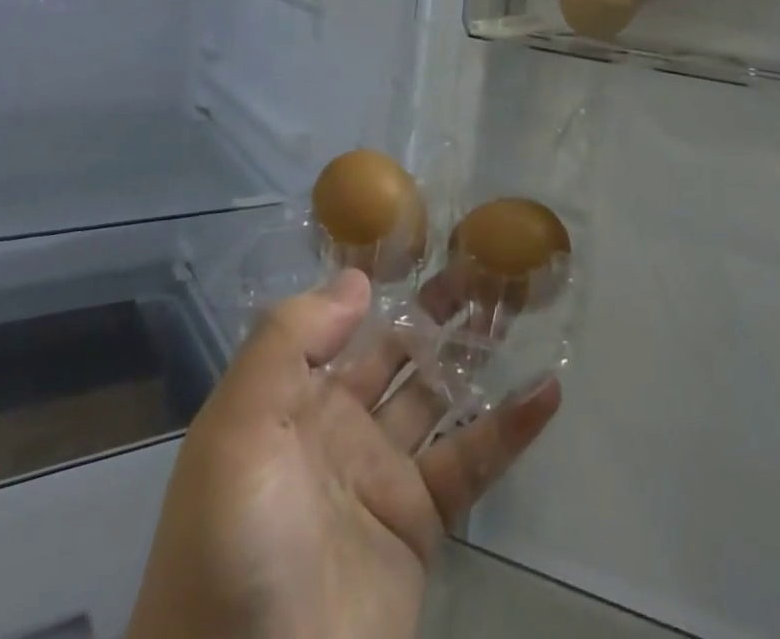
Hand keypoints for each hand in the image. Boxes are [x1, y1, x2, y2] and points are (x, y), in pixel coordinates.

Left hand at [126, 270, 560, 638]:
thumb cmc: (231, 543)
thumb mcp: (236, 428)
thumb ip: (290, 340)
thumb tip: (357, 278)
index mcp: (291, 398)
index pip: (341, 322)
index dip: (380, 280)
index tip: (425, 236)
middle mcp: (338, 425)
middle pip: (399, 350)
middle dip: (438, 308)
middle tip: (487, 263)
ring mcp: (381, 473)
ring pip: (439, 393)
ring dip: (476, 353)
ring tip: (518, 306)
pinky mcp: (419, 523)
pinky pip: (472, 461)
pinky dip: (511, 427)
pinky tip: (547, 391)